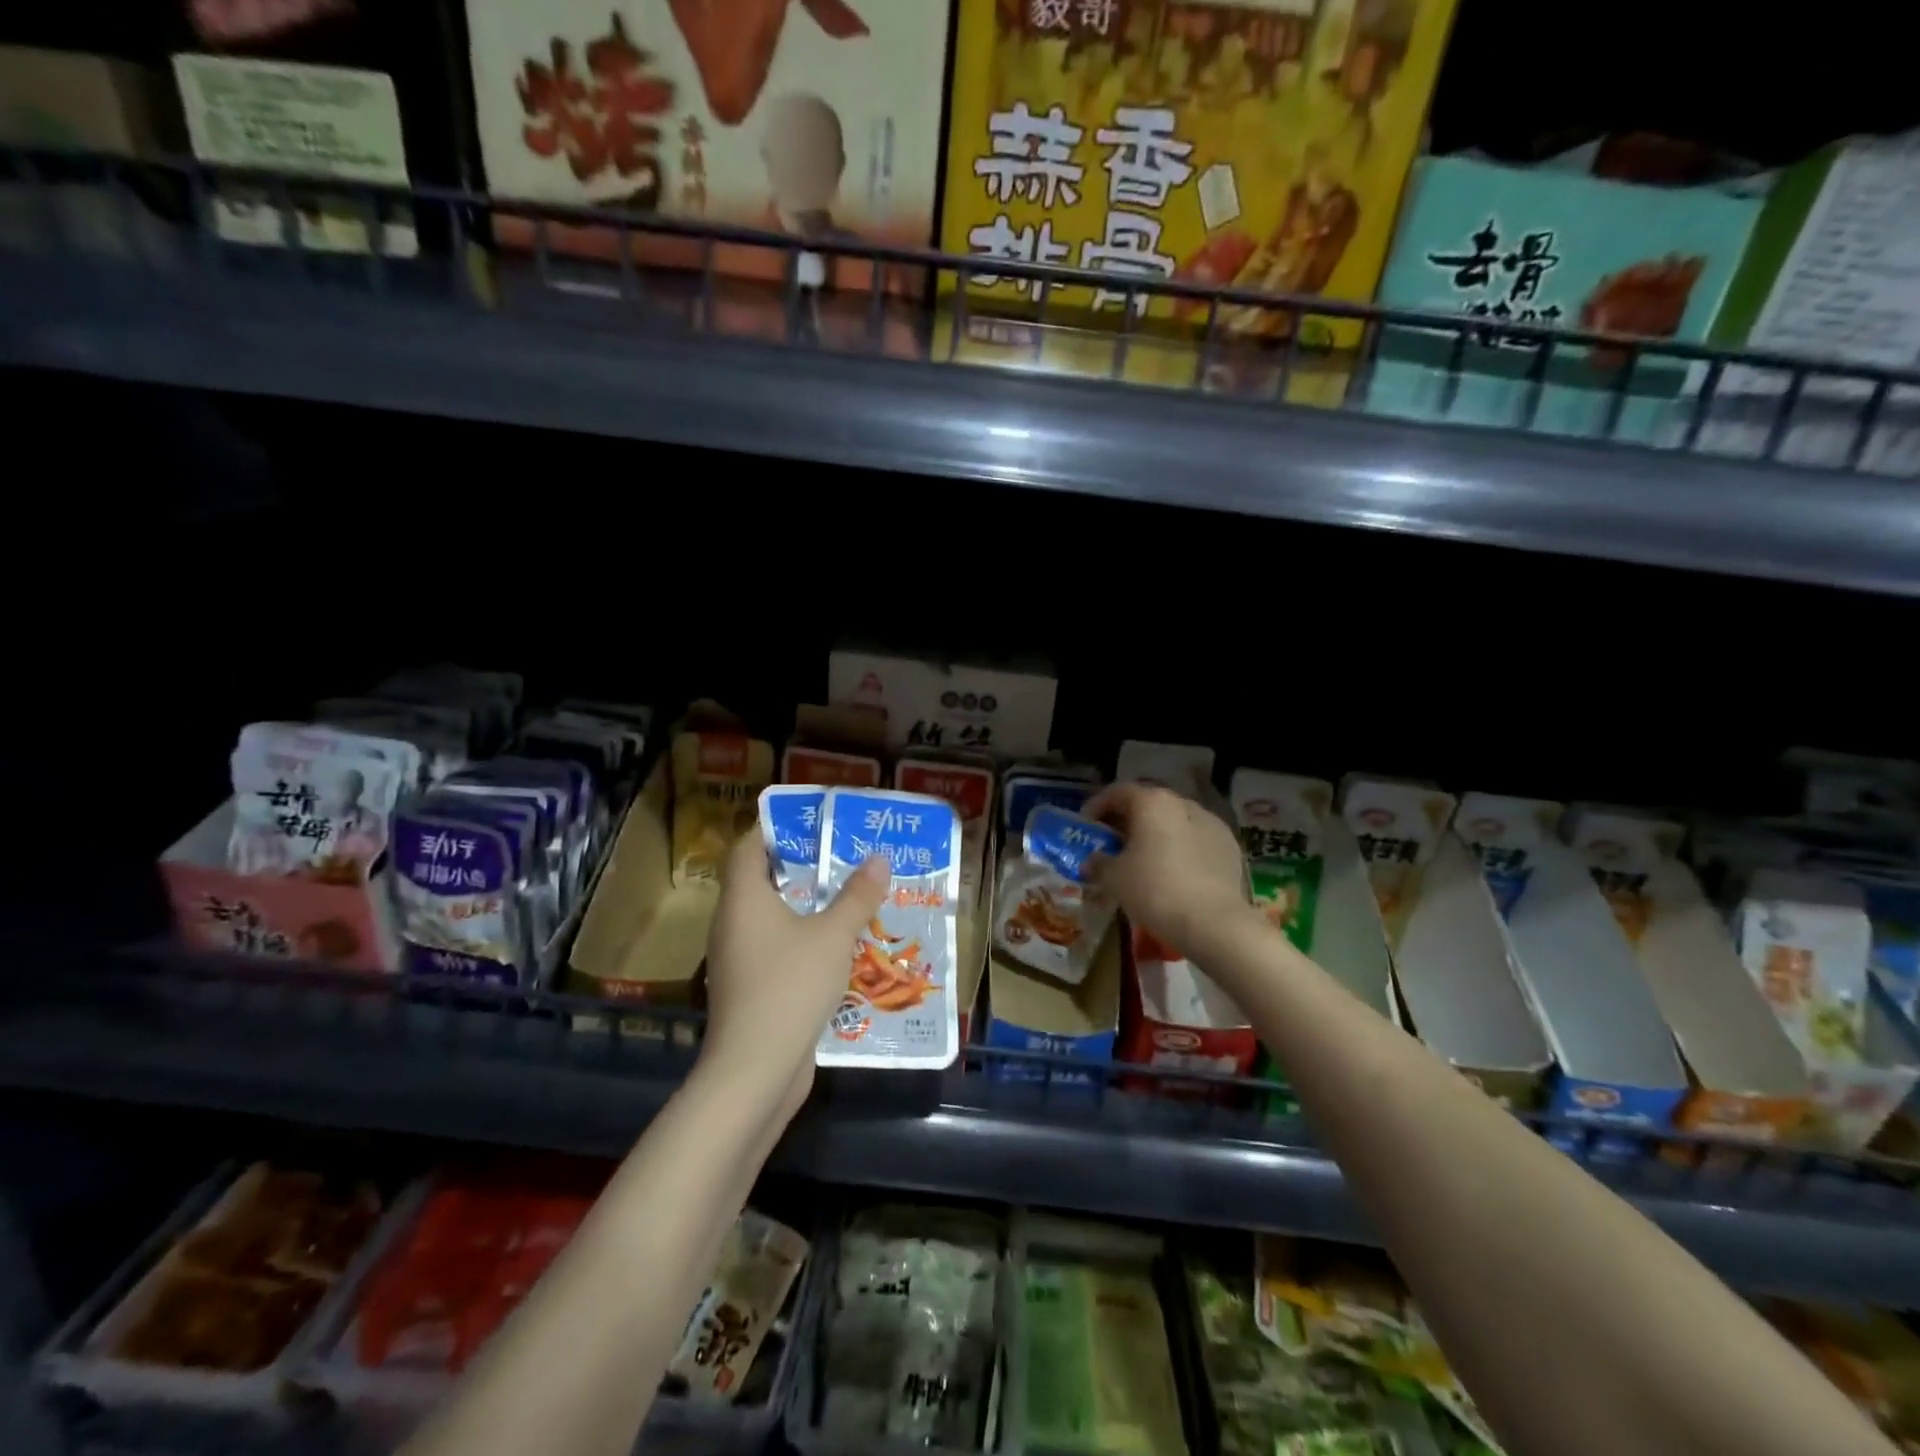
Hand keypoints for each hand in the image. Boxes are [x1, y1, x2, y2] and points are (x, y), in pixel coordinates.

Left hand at [700, 829, 890, 1109]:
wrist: (756, 1070)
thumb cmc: (790, 985)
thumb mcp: (833, 935)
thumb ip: (857, 896)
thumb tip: (879, 859)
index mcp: (743, 899)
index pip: (748, 847)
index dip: (773, 829)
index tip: (811, 821)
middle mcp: (733, 923)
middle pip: (762, 881)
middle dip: (801, 867)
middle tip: (843, 856)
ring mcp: (739, 959)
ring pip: (772, 919)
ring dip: (807, 907)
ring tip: (849, 896)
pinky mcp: (751, 989)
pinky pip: (777, 950)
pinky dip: (804, 941)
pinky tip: (840, 947)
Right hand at [1084, 782, 1253, 956]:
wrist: (1213, 923)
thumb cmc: (1155, 890)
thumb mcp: (1114, 878)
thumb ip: (1098, 863)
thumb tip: (1092, 861)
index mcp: (1153, 803)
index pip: (1117, 792)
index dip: (1097, 806)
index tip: (1086, 826)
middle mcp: (1184, 804)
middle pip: (1148, 805)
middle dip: (1127, 821)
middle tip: (1112, 843)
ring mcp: (1212, 823)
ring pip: (1174, 822)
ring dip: (1155, 834)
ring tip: (1143, 859)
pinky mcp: (1229, 847)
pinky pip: (1195, 840)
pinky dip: (1179, 848)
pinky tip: (1173, 872)